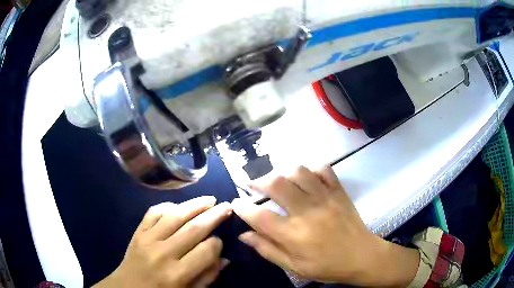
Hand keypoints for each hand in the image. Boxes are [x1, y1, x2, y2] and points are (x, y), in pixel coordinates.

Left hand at [93, 196, 231, 287]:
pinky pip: (153, 213)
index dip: (218, 244)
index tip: (220, 242)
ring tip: (209, 199)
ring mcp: (147, 240)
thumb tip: (224, 258)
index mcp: (178, 274)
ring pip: (174, 215)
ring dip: (194, 205)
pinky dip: (167, 206)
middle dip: (213, 215)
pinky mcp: (137, 232)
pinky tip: (178, 206)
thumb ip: (208, 277)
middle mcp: (163, 253)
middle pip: (193, 229)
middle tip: (227, 206)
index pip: (206, 250)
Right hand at [232, 166, 418, 285]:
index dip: (242, 207)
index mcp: (294, 235)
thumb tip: (244, 235)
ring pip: (299, 172)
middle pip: (277, 185)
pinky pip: (324, 169)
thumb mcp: (294, 267)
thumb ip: (268, 250)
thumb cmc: (327, 266)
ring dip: (283, 172)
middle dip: (259, 181)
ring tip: (279, 180)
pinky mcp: (339, 191)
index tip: (236, 203)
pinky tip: (306, 177)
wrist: (362, 256)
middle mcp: (307, 212)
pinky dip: (311, 169)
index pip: (259, 216)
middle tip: (253, 185)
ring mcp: (325, 198)